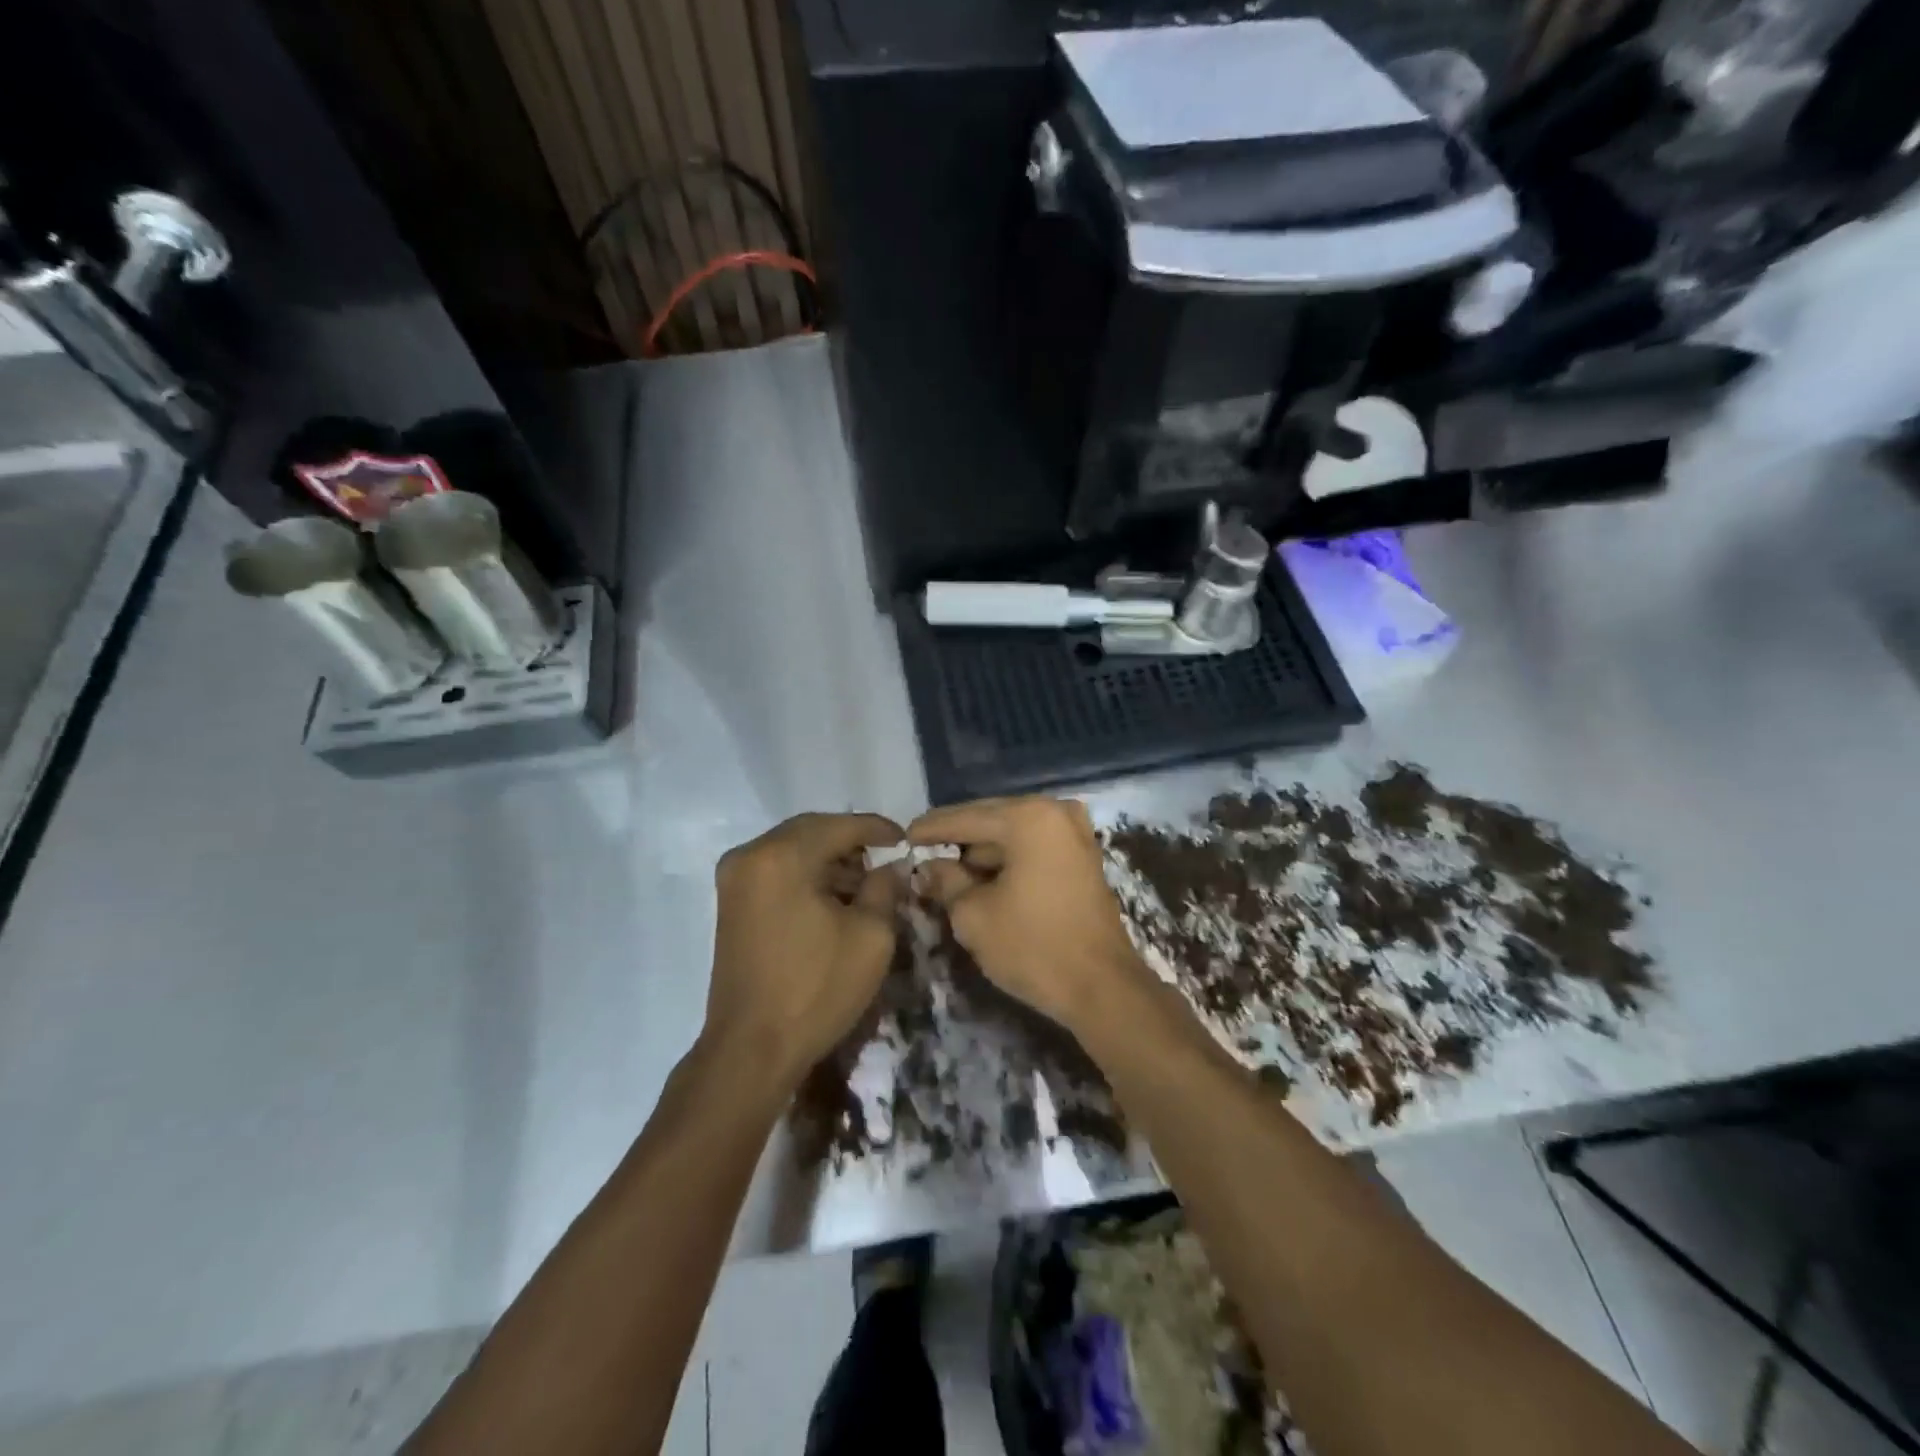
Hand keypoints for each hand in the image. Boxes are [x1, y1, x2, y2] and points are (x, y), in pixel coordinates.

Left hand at [704, 812, 905, 1092]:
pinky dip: (806, 874)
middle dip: (851, 841)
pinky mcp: (730, 902)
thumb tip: (891, 866)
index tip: (906, 839)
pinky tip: (833, 896)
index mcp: (782, 856)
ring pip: (792, 849)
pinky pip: (776, 870)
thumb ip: (885, 887)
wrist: (752, 1049)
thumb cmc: (816, 989)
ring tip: (865, 882)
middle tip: (886, 857)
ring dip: (828, 858)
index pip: (839, 825)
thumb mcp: (871, 936)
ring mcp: (734, 879)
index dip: (877, 829)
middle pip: (811, 831)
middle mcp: (750, 856)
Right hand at [907, 796, 1149, 1032]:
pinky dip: (1009, 859)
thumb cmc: (1033, 947)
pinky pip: (1034, 847)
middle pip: (991, 820)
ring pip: (1013, 834)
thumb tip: (928, 867)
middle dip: (958, 839)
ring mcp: (1075, 832)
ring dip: (983, 852)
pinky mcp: (1083, 856)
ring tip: (949, 872)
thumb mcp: (973, 915)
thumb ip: (945, 881)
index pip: (965, 818)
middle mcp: (1055, 812)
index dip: (930, 829)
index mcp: (1028, 818)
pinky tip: (984, 878)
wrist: (1102, 988)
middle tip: (923, 853)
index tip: (903, 836)